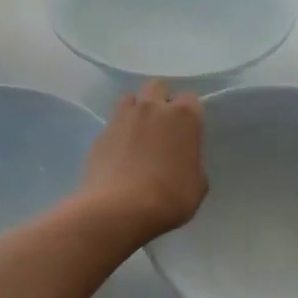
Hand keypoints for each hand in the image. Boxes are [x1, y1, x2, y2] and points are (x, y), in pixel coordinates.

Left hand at [75, 81, 206, 244]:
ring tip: (138, 136)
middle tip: (162, 128)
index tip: (188, 133)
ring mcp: (122, 118)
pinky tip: (119, 155)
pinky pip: (112, 124)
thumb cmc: (169, 197)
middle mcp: (152, 108)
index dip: (190, 115)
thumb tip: (182, 161)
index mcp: (183, 116)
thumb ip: (192, 163)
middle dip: (161, 101)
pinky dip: (118, 134)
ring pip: (130, 100)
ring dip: (136, 111)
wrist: (119, 209)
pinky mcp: (100, 134)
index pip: (191, 99)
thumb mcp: (197, 185)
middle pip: (157, 87)